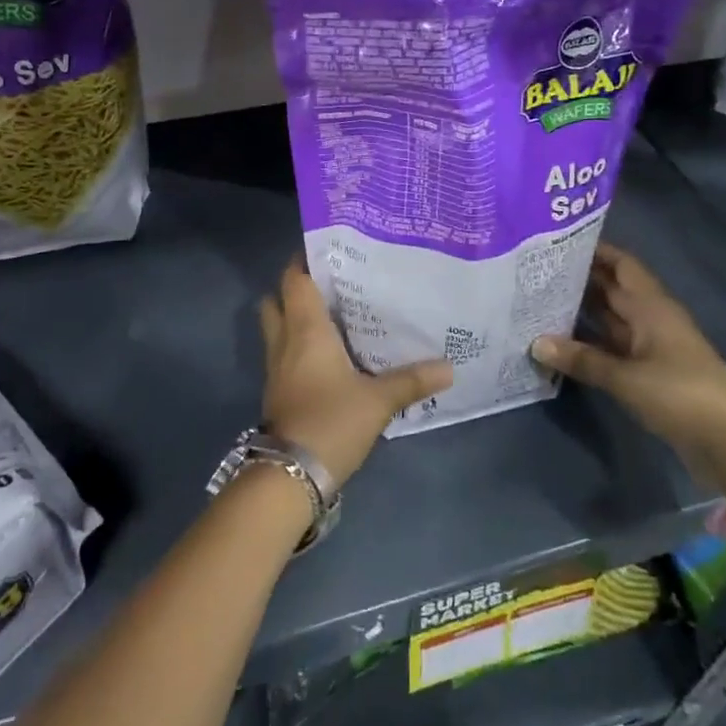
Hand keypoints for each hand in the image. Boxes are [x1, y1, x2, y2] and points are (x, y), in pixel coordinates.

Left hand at [259, 259, 451, 489]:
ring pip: (277, 326)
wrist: (289, 476)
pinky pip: (284, 352)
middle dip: (297, 287)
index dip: (305, 259)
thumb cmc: (331, 422)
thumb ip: (412, 380)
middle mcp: (285, 340)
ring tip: (333, 313)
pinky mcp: (278, 390)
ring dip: (295, 316)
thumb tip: (449, 367)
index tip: (329, 248)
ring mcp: (276, 367)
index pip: (295, 279)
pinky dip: (299, 344)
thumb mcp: (378, 401)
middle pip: (277, 299)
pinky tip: (328, 353)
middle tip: (332, 282)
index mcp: (305, 329)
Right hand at [530, 243, 725, 498]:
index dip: (594, 250)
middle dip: (579, 279)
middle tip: (535, 271)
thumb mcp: (627, 378)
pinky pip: (613, 346)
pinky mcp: (649, 372)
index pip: (620, 264)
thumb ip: (582, 359)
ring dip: (581, 310)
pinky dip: (589, 342)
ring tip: (539, 300)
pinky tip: (560, 342)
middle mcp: (651, 318)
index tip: (556, 240)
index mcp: (652, 306)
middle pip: (612, 289)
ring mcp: (651, 346)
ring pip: (611, 318)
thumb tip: (535, 343)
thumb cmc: (681, 395)